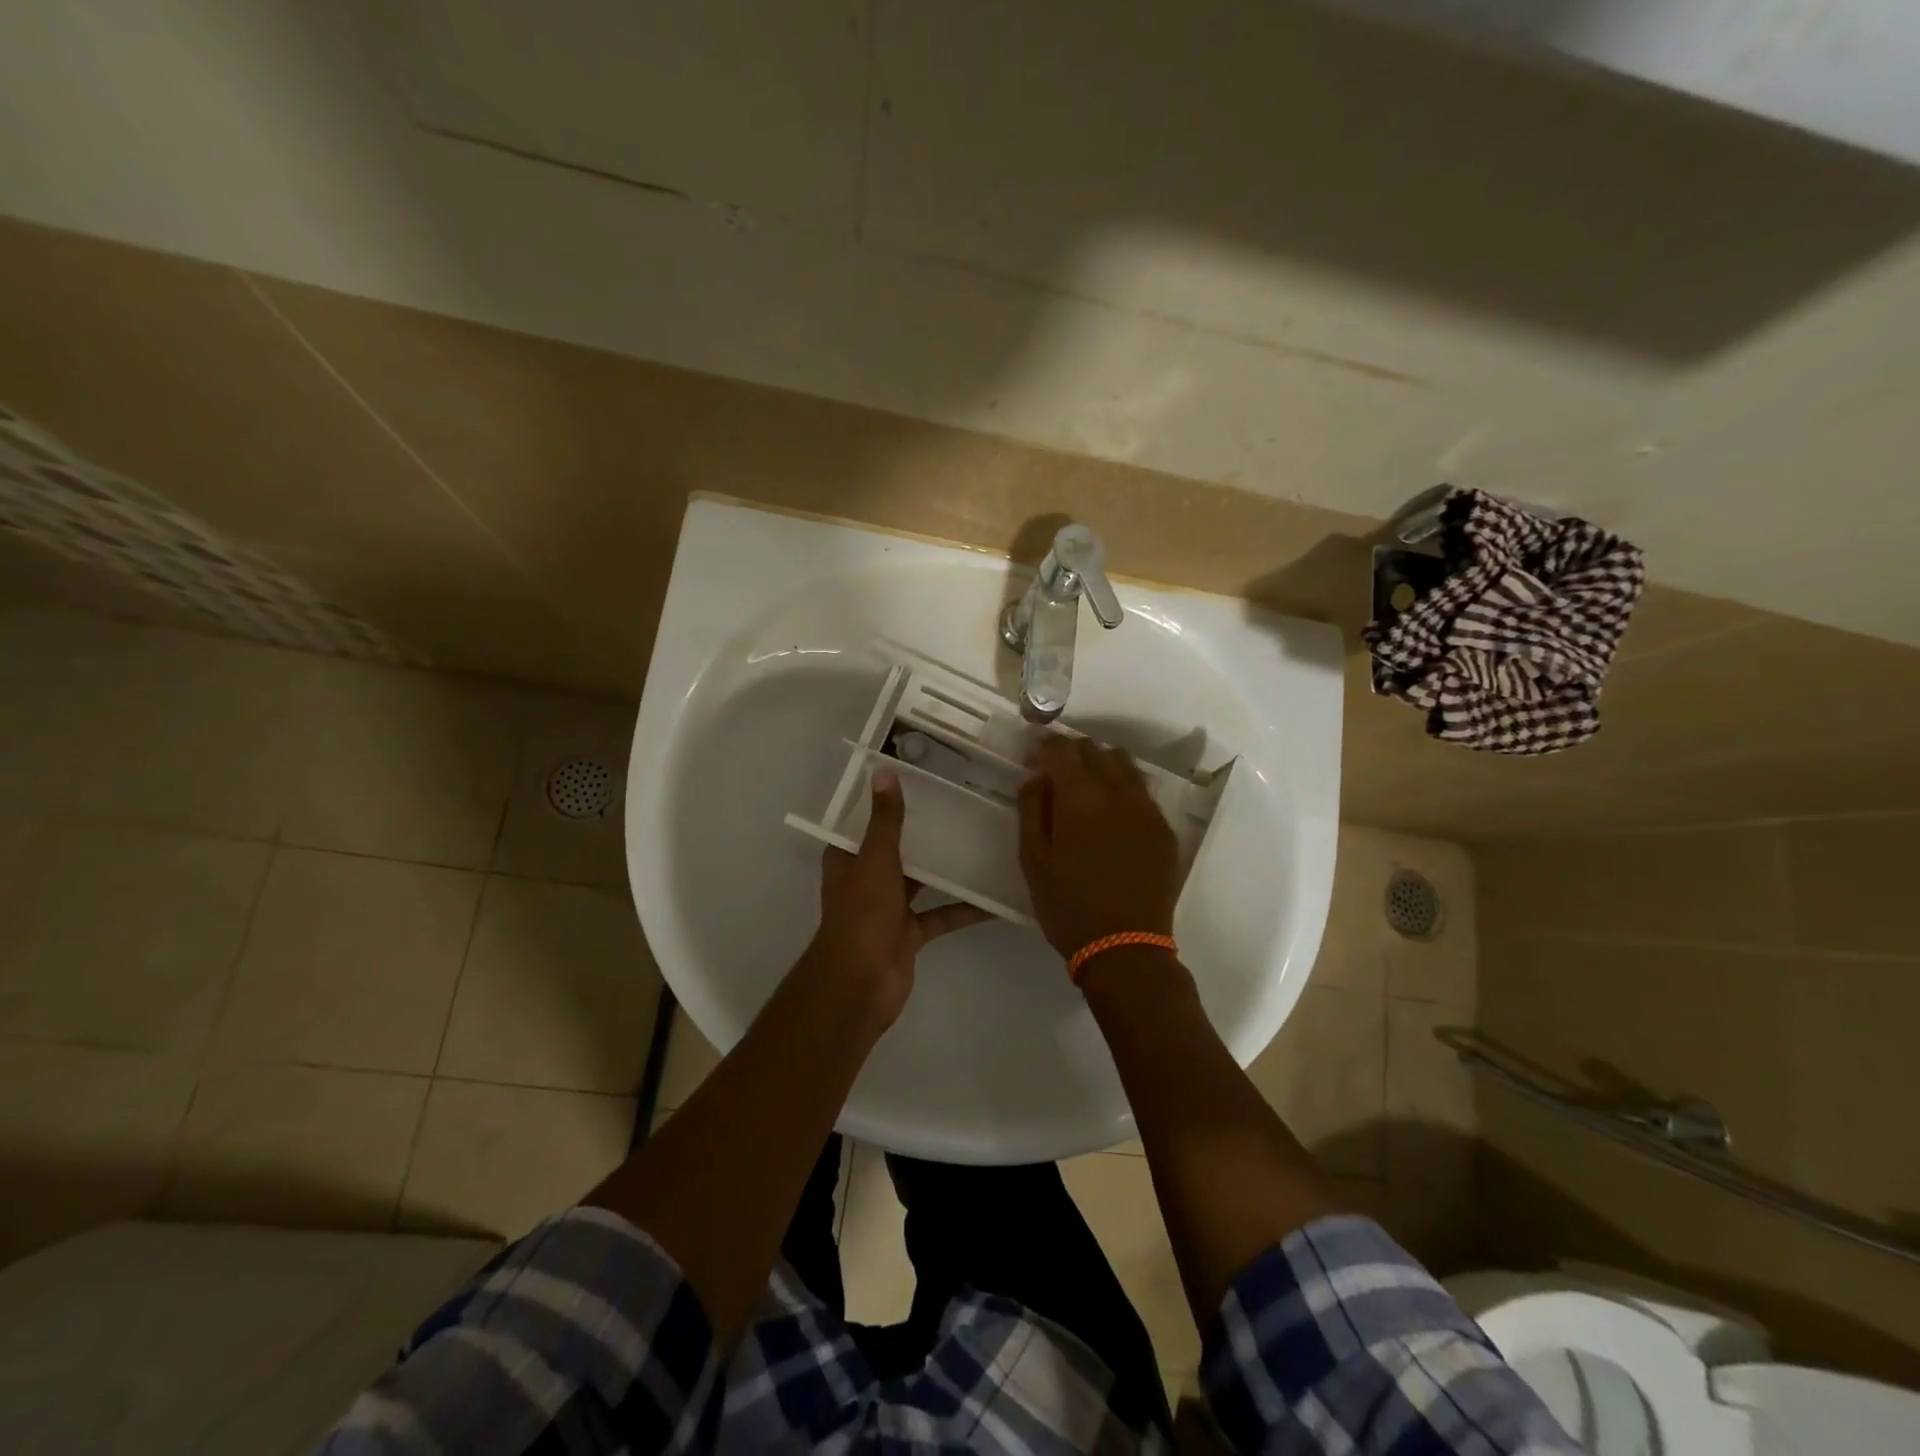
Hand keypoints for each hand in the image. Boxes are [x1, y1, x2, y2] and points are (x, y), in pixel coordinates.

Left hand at [811, 769, 990, 1025]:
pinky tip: (994, 898)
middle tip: (960, 805)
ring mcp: (889, 909)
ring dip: (945, 868)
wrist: (862, 983)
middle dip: (922, 832)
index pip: (864, 822)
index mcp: (849, 859)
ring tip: (981, 842)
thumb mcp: (876, 859)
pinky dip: (964, 909)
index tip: (917, 780)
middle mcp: (867, 880)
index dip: (884, 803)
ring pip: (921, 881)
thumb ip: (885, 820)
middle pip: (897, 850)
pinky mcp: (910, 934)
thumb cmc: (863, 914)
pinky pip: (940, 915)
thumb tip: (884, 773)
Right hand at [1017, 736, 1179, 960]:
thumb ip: (1031, 810)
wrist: (1126, 947)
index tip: (1032, 757)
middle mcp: (1118, 792)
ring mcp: (1147, 809)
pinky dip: (1122, 786)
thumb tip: (1035, 777)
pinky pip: (1142, 790)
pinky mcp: (1164, 828)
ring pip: (1124, 763)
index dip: (1044, 746)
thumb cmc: (1068, 906)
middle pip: (1095, 750)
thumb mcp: (1034, 860)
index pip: (1063, 749)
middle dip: (1071, 752)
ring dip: (1100, 763)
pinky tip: (1111, 811)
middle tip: (1053, 772)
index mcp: (1080, 797)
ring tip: (1084, 786)